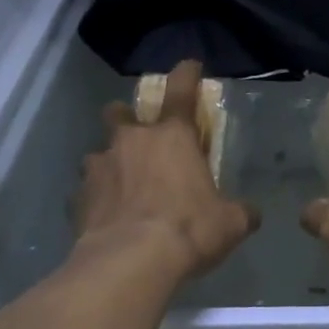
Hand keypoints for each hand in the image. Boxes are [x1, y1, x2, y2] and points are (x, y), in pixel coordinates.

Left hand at [75, 60, 258, 277]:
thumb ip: (240, 212)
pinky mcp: (78, 197)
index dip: (186, 73)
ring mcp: (100, 166)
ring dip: (109, 162)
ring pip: (98, 152)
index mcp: (172, 136)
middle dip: (126, 118)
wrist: (129, 262)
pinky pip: (85, 190)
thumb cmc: (188, 229)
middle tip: (136, 136)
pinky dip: (94, 198)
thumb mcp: (229, 223)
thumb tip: (250, 214)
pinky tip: (103, 217)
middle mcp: (132, 141)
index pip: (181, 89)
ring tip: (118, 186)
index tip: (189, 65)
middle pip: (120, 112)